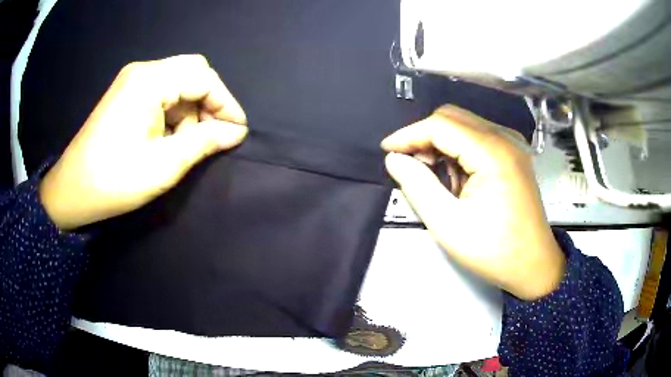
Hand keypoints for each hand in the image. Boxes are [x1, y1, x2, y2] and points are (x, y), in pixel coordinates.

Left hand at [40, 55, 247, 229]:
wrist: (72, 191)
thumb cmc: (114, 181)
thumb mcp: (163, 165)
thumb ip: (204, 142)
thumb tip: (236, 132)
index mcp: (149, 81)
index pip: (203, 77)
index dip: (226, 103)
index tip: (238, 132)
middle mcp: (142, 71)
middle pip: (192, 72)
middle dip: (210, 102)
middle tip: (214, 134)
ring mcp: (132, 81)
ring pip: (178, 82)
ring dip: (191, 109)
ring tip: (185, 142)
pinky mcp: (126, 94)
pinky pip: (162, 92)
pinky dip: (174, 111)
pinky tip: (169, 136)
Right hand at [382, 105, 564, 299]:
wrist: (534, 266)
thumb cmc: (495, 251)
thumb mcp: (449, 225)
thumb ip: (418, 187)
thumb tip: (394, 160)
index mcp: (493, 153)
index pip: (441, 125)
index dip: (409, 134)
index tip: (387, 151)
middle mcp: (505, 139)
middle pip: (453, 118)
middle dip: (424, 137)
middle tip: (410, 165)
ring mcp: (513, 145)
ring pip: (465, 125)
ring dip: (442, 144)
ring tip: (435, 179)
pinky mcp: (514, 154)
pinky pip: (478, 138)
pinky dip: (459, 151)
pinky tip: (458, 179)